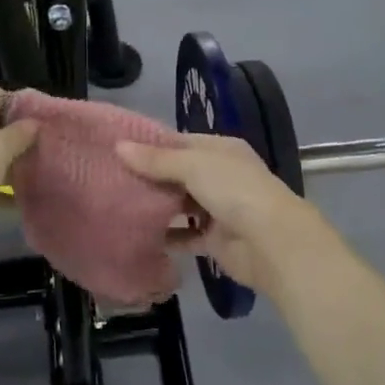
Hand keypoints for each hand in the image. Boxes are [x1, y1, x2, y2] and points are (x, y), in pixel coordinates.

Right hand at [116, 133, 338, 295]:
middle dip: (151, 176)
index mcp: (221, 149)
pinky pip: (186, 235)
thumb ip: (156, 160)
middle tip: (112, 177)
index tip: (118, 148)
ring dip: (157, 205)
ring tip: (120, 203)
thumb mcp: (193, 166)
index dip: (152, 145)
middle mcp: (221, 175)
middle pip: (179, 173)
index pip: (181, 142)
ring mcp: (219, 208)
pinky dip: (168, 235)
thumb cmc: (234, 191)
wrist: (272, 243)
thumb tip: (119, 146)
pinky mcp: (215, 240)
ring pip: (181, 203)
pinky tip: (140, 234)